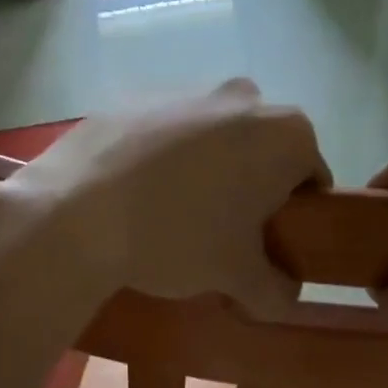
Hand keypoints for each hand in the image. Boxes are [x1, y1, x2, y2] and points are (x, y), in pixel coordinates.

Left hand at [0, 79, 329, 317]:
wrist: (77, 210)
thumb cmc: (178, 237)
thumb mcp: (236, 276)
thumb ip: (275, 290)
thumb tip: (286, 298)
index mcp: (286, 134)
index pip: (310, 179)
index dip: (292, 217)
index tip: (263, 245)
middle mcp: (244, 97)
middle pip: (261, 152)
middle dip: (249, 188)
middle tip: (219, 234)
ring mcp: (187, 89)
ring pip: (213, 138)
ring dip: (206, 171)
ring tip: (170, 214)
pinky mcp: (137, 95)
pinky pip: (166, 132)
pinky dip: (162, 157)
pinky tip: (135, 193)